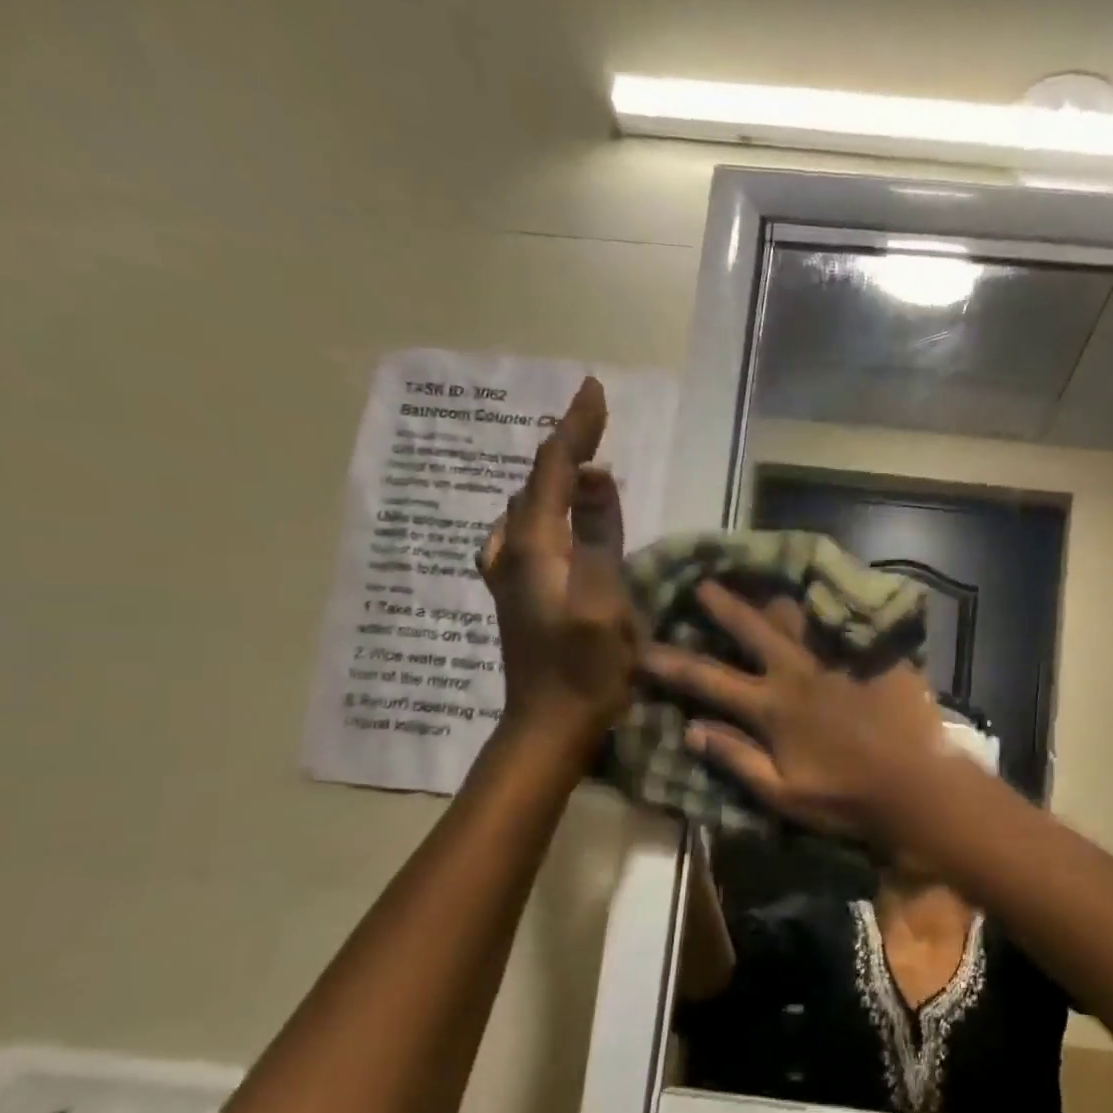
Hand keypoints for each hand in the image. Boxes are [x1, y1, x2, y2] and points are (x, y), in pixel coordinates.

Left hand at [476, 376, 637, 738]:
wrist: (548, 725)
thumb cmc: (585, 669)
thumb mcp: (604, 602)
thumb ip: (599, 537)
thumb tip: (596, 476)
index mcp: (534, 546)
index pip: (553, 468)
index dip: (576, 427)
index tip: (594, 388)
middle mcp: (512, 549)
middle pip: (536, 481)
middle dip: (566, 444)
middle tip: (595, 416)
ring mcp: (509, 571)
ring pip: (530, 505)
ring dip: (555, 474)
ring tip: (581, 453)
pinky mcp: (518, 589)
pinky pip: (532, 528)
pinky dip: (549, 505)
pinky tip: (556, 513)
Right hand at [642, 583, 947, 834]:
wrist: (916, 787)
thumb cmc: (845, 798)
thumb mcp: (781, 792)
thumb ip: (735, 758)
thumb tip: (690, 729)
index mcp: (772, 708)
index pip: (709, 679)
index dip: (672, 664)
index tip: (643, 648)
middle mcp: (799, 673)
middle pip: (753, 630)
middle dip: (724, 606)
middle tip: (704, 583)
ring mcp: (838, 659)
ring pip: (799, 618)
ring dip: (777, 600)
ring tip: (765, 583)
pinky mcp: (872, 655)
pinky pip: (845, 622)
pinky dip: (830, 609)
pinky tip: (826, 596)